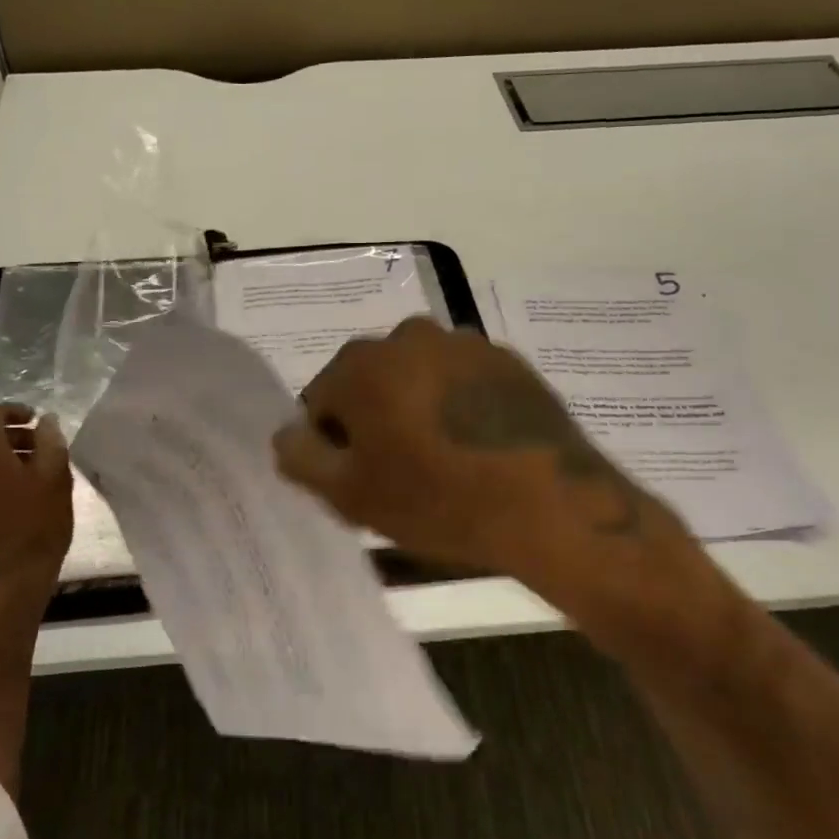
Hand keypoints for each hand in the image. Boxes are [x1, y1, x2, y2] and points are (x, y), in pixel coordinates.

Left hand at [0, 404, 73, 597]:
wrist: (8, 586)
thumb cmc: (37, 527)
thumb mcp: (56, 479)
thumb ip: (51, 442)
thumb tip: (45, 421)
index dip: (12, 411)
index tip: (35, 421)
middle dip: (11, 439)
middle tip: (41, 451)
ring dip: (2, 464)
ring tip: (32, 480)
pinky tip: (15, 506)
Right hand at [272, 318, 691, 594]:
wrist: (550, 503)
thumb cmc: (437, 499)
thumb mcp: (350, 494)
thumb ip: (301, 458)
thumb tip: (287, 434)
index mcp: (362, 363)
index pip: (321, 401)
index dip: (332, 443)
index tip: (357, 478)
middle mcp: (407, 336)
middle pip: (370, 382)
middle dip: (374, 420)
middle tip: (399, 472)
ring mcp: (463, 343)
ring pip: (416, 378)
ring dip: (415, 408)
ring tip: (442, 460)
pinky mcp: (506, 360)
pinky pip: (460, 381)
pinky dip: (457, 405)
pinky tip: (477, 446)